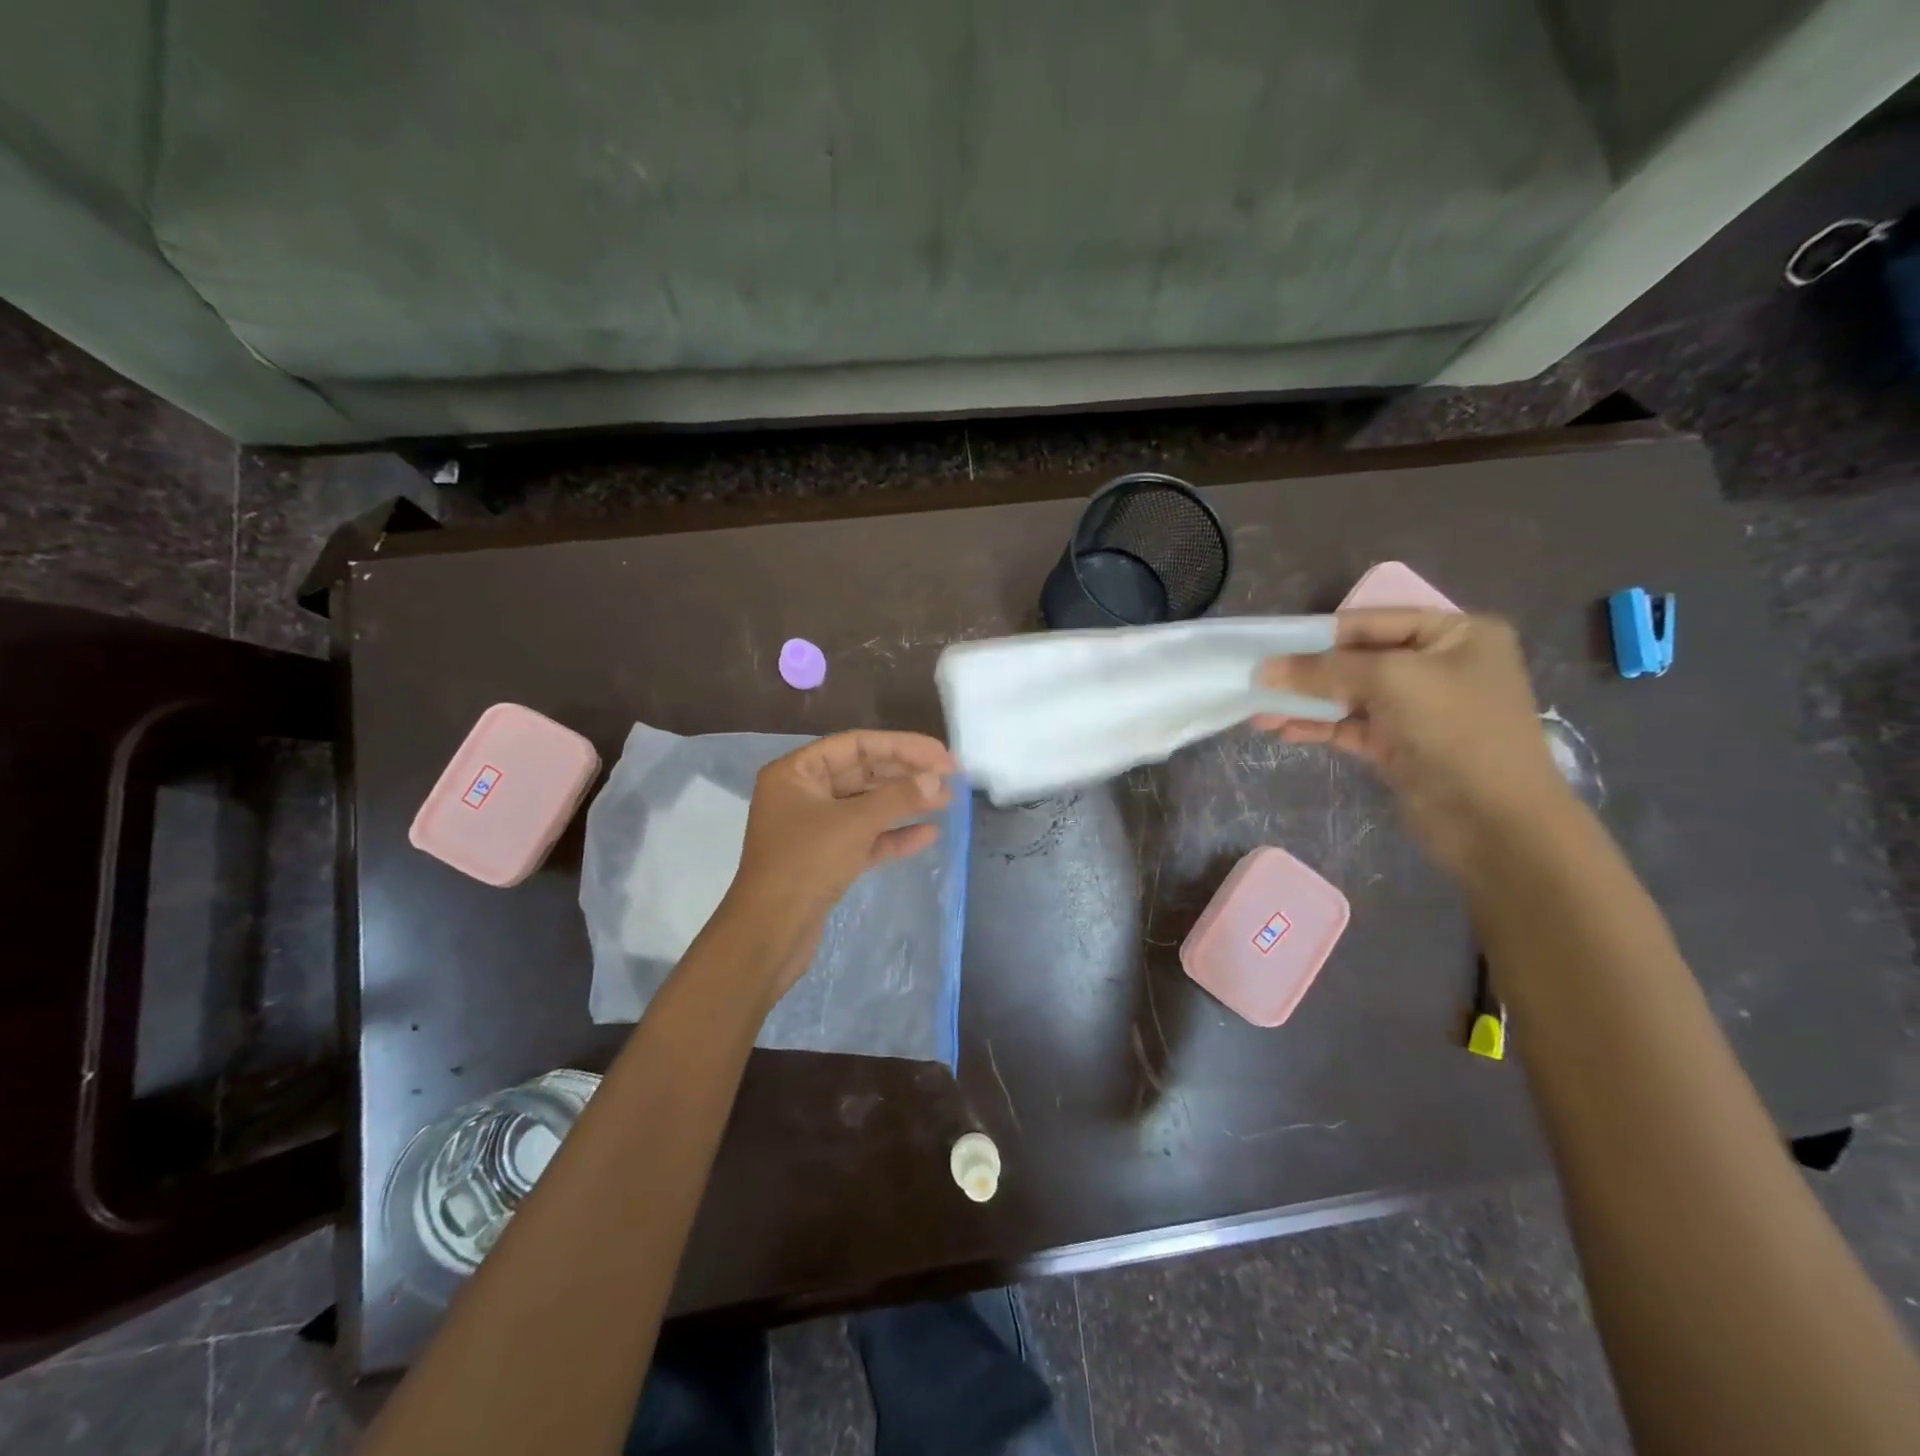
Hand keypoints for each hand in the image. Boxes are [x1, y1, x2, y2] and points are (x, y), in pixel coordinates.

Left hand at [721, 731, 955, 991]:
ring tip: (947, 802)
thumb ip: (898, 797)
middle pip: (863, 773)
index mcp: (796, 772)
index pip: (856, 745)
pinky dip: (894, 835)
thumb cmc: (805, 863)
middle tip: (951, 778)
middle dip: (907, 775)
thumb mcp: (854, 823)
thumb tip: (938, 780)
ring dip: (906, 804)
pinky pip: (865, 837)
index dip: (902, 746)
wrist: (770, 933)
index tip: (941, 755)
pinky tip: (928, 835)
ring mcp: (814, 828)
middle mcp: (803, 794)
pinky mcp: (826, 859)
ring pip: (867, 806)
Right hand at [1256, 610, 1572, 874]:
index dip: (1320, 632)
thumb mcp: (1391, 681)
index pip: (1373, 621)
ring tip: (1258, 711)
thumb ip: (1324, 670)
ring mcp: (1419, 708)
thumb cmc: (1456, 730)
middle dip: (1307, 672)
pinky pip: (1349, 726)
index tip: (1270, 644)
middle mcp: (1439, 665)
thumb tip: (1265, 670)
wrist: (1495, 821)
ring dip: (1304, 702)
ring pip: (1348, 696)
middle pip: (1357, 659)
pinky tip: (1282, 730)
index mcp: (1456, 634)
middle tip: (1258, 680)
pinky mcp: (1401, 745)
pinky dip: (1317, 727)